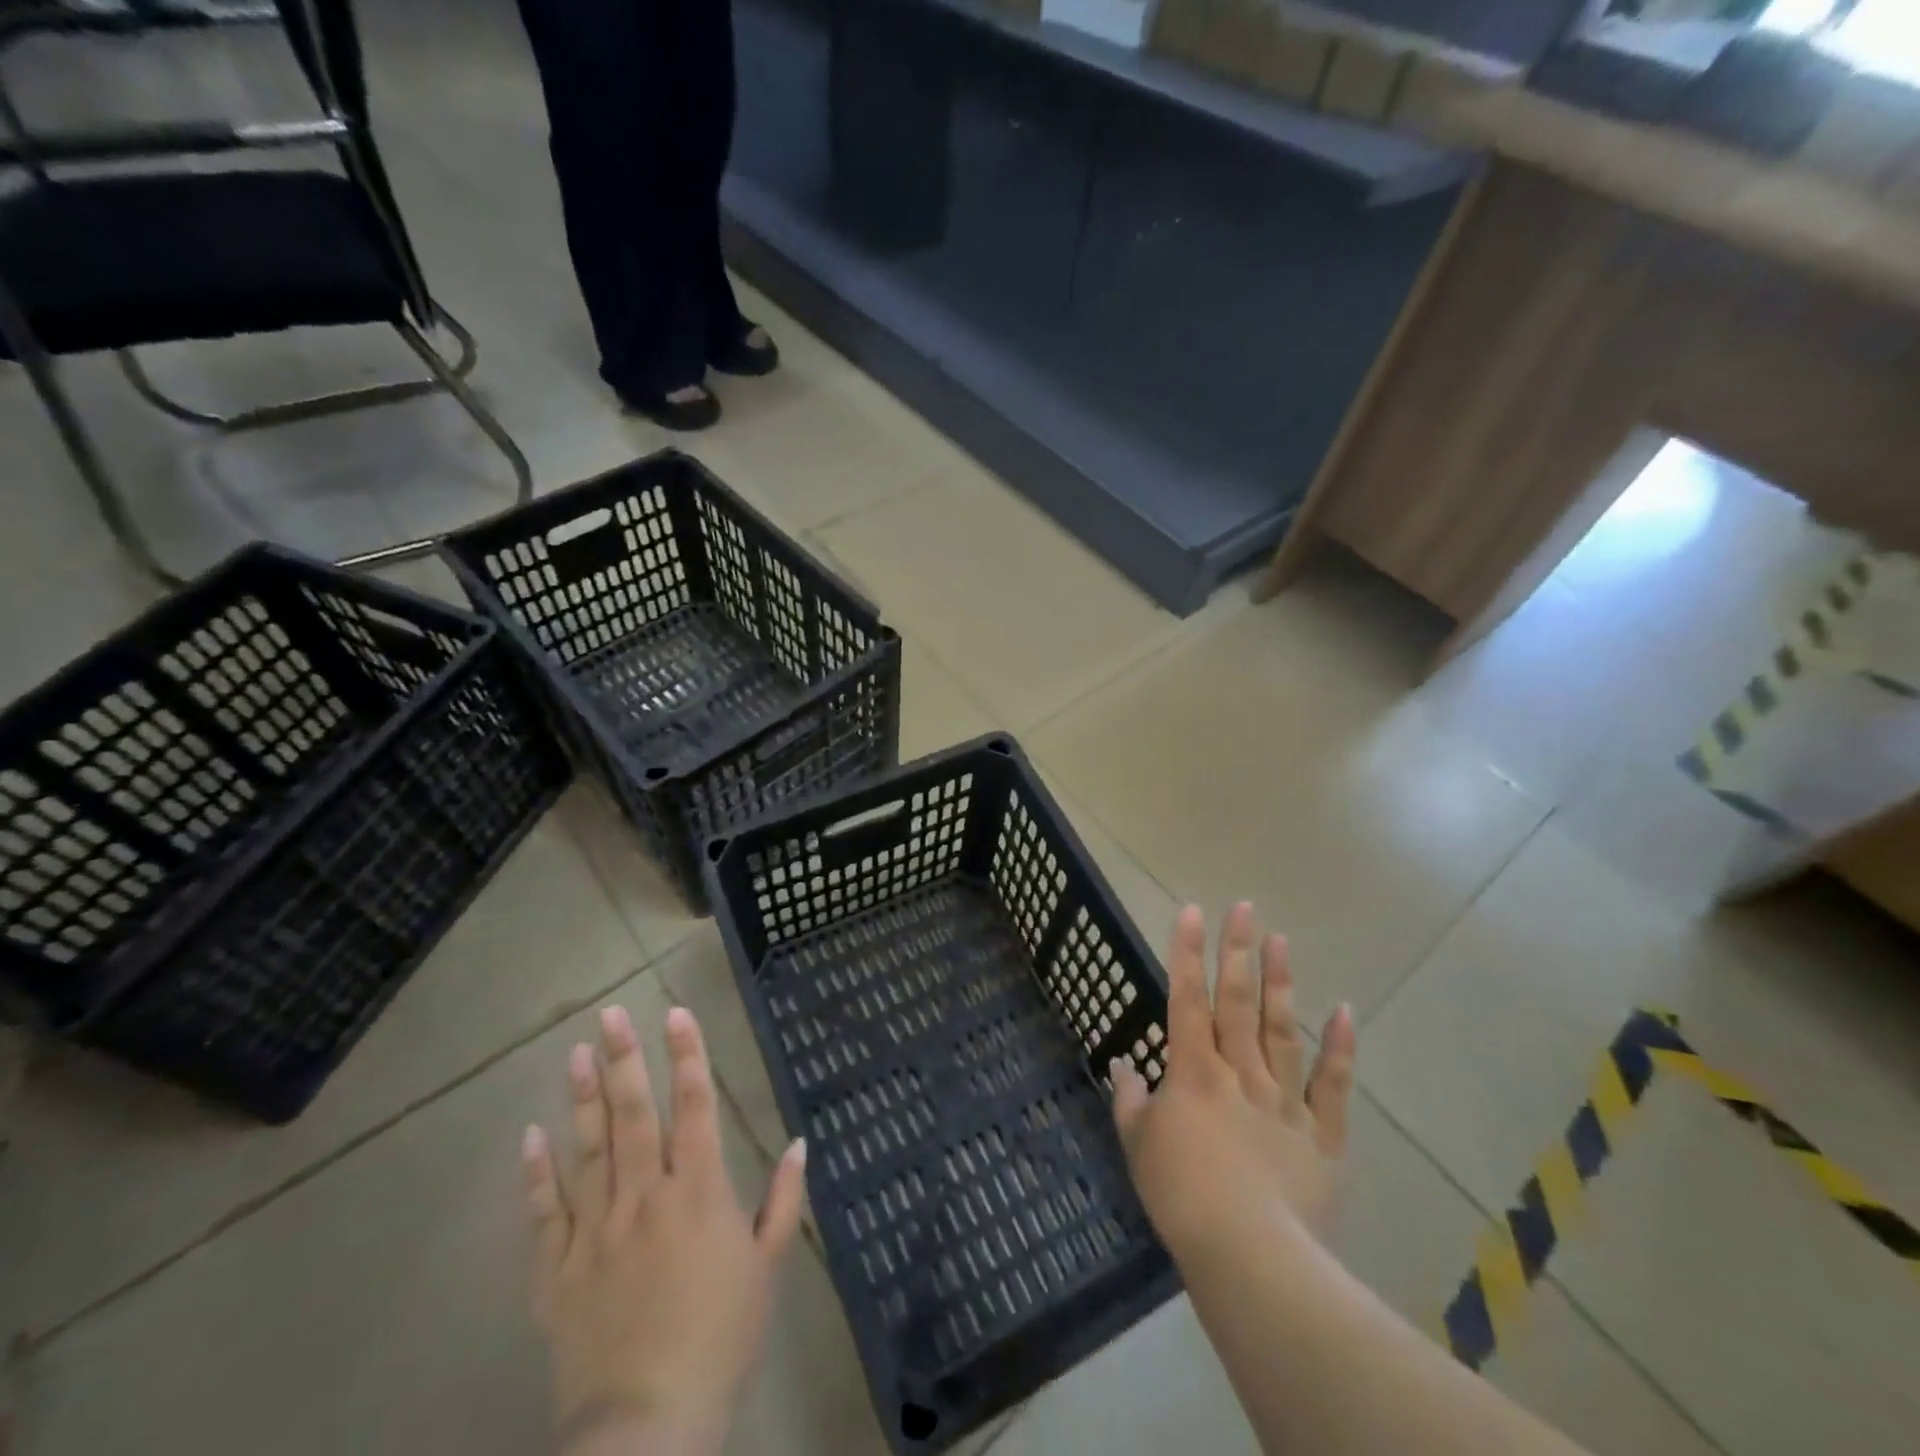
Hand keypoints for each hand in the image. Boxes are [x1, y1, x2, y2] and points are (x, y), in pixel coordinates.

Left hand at [522, 1005, 807, 1455]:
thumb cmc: (720, 1338)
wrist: (647, 1426)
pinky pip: (544, 1214)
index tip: (676, 1013)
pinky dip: (536, 1175)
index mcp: (698, 1192)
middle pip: (633, 1115)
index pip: (694, 1106)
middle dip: (624, 1059)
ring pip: (587, 1151)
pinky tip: (530, 1136)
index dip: (687, 1055)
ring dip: (582, 1099)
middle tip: (610, 1014)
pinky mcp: (557, 1271)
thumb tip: (799, 1142)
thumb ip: (784, 1200)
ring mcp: (596, 1231)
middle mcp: (645, 1197)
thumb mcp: (768, 1267)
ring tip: (576, 1053)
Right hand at [1111, 903, 1355, 1260]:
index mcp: (1193, 1073)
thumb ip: (1129, 1101)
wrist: (1251, 1258)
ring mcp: (1284, 1101)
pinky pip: (1332, 1086)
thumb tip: (1123, 1066)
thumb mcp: (1138, 1147)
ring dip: (1281, 983)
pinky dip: (1341, 1049)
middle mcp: (1239, 1073)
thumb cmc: (1181, 1197)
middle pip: (1238, 1002)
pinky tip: (1345, 1011)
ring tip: (1281, 940)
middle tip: (1244, 907)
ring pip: (1282, 1030)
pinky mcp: (1321, 1135)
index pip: (1186, 999)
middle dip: (1237, 951)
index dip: (1186, 953)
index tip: (1192, 911)